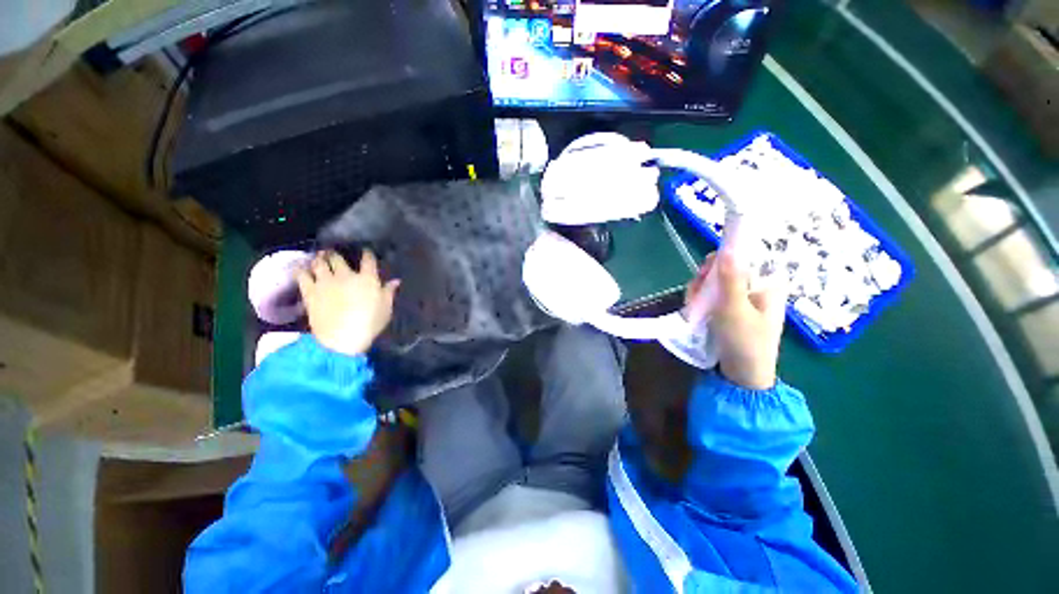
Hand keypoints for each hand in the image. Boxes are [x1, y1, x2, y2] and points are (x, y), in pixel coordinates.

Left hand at [295, 250, 399, 355]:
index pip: (368, 260)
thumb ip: (389, 292)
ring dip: (319, 259)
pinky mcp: (310, 291)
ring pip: (319, 263)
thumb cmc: (370, 323)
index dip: (367, 254)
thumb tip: (395, 281)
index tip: (366, 252)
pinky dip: (301, 269)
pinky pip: (302, 275)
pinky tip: (302, 268)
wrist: (342, 338)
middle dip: (336, 255)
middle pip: (339, 258)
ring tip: (319, 257)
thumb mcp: (386, 309)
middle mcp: (346, 275)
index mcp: (367, 279)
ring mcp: (326, 281)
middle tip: (334, 254)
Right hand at [684, 251, 786, 389]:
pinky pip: (712, 296)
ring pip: (715, 283)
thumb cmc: (745, 340)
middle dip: (707, 278)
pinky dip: (700, 300)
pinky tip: (694, 310)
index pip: (744, 259)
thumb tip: (728, 247)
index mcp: (767, 284)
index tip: (705, 269)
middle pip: (726, 270)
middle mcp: (755, 288)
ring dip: (700, 290)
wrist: (742, 374)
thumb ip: (730, 279)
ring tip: (694, 306)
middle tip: (696, 291)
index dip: (723, 259)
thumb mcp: (735, 308)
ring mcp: (741, 300)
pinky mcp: (729, 310)